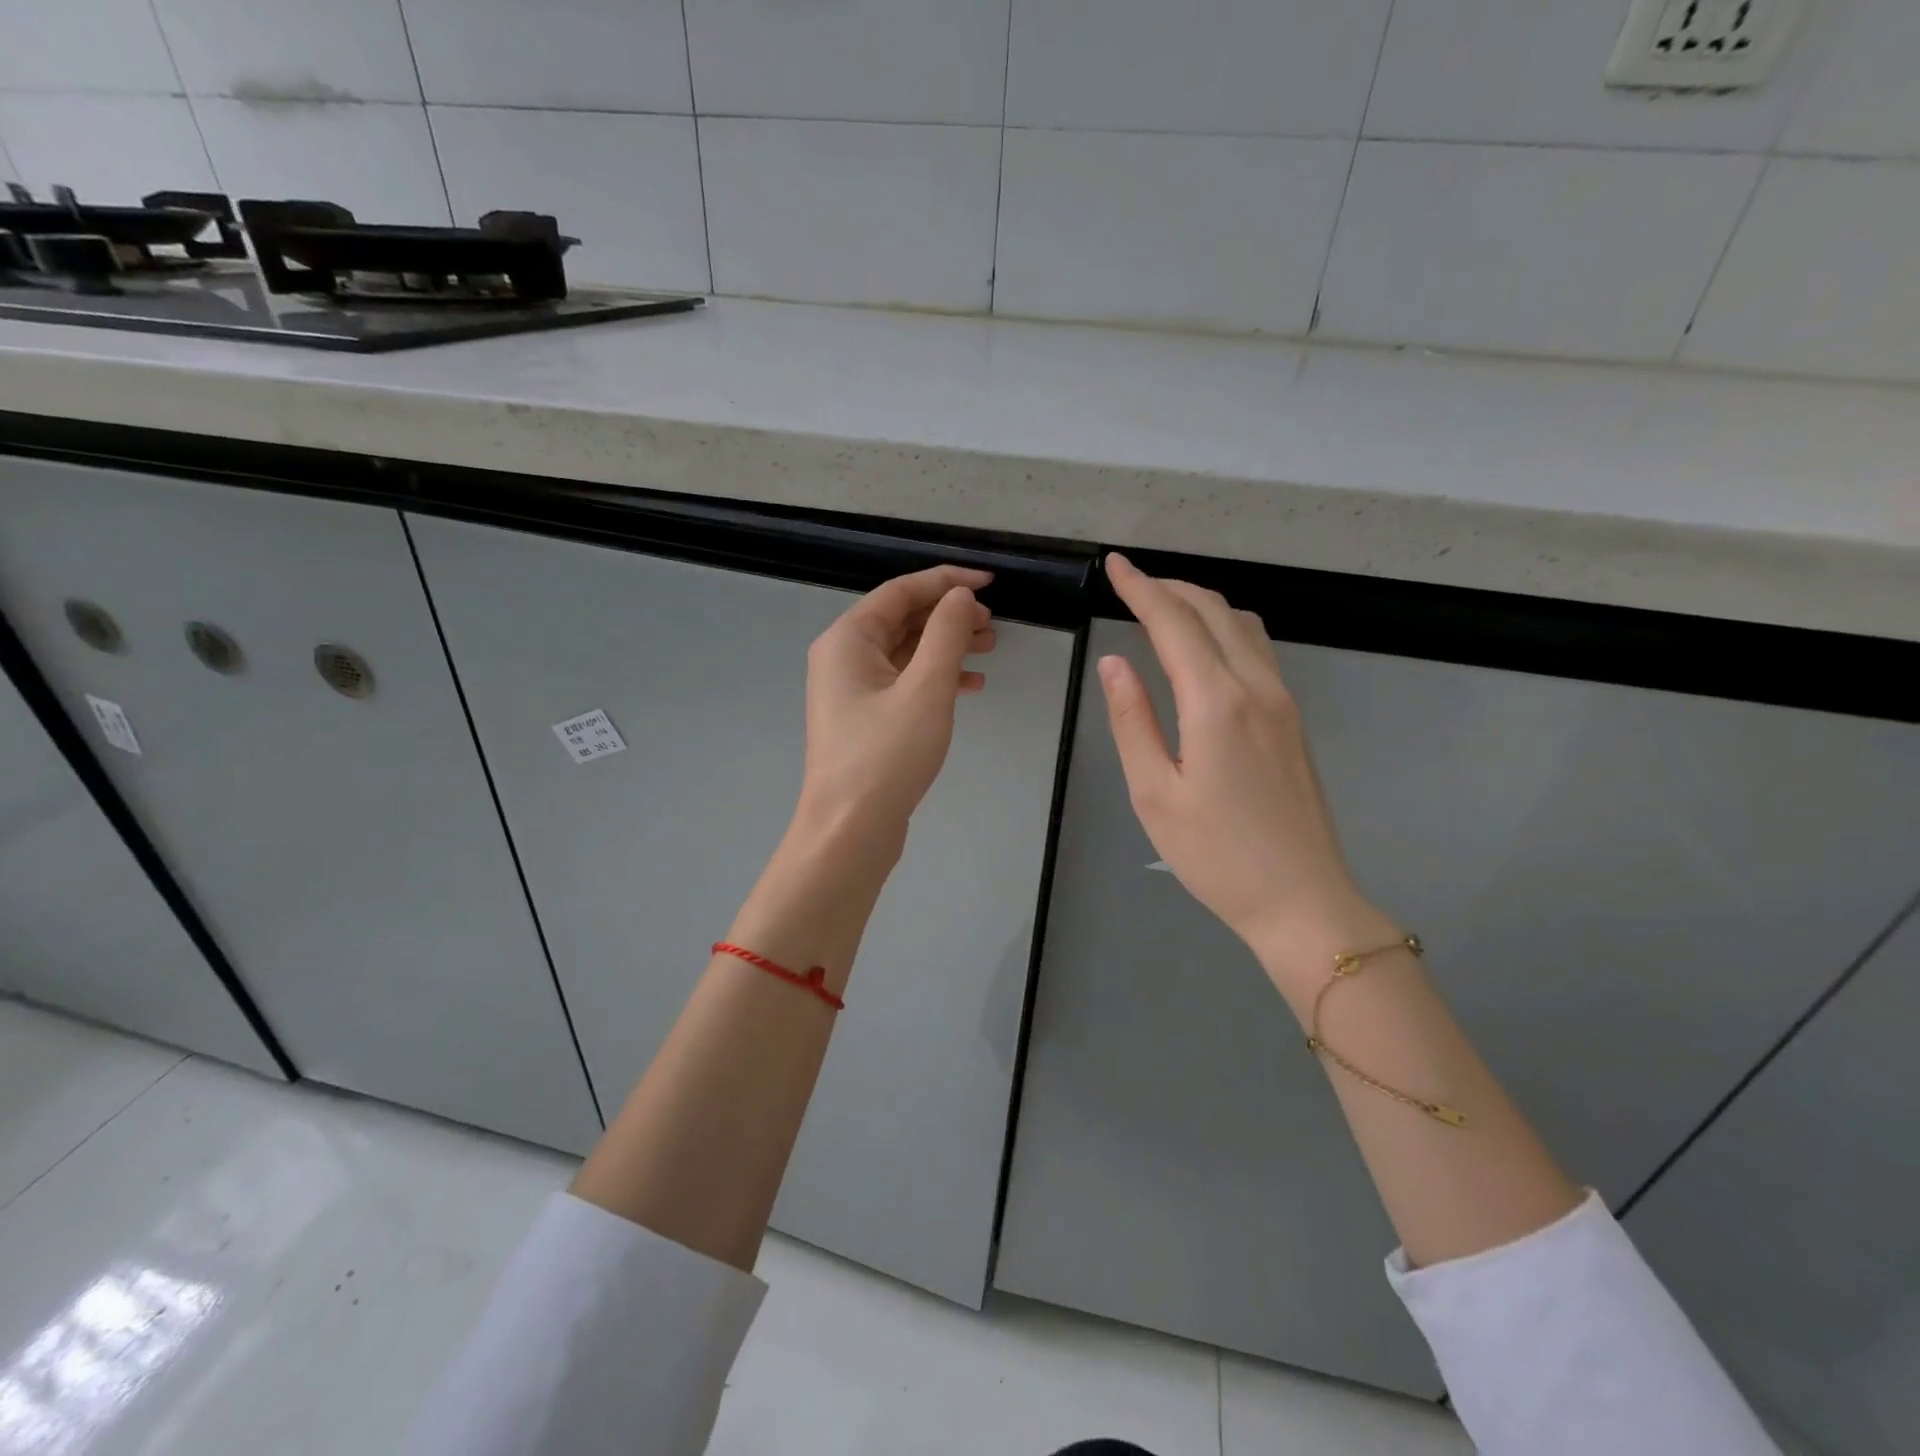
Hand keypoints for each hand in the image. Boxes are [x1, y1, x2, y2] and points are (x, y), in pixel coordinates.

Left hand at [794, 564, 995, 855]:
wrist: (849, 831)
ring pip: (906, 653)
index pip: (901, 591)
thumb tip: (960, 597)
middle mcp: (843, 658)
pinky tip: (970, 686)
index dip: (946, 581)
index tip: (990, 583)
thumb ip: (946, 634)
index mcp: (848, 639)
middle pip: (902, 619)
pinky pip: (903, 683)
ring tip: (990, 650)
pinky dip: (936, 679)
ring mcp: (852, 691)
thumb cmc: (886, 756)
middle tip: (994, 625)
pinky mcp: (865, 720)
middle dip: (949, 616)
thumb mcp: (926, 688)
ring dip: (947, 647)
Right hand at [1098, 553, 1397, 997]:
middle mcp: (1257, 687)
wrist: (1302, 900)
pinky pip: (1258, 649)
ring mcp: (1283, 701)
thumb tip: (1113, 662)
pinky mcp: (1294, 719)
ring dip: (1201, 604)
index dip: (1141, 589)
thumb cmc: (1216, 855)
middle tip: (1131, 582)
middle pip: (1214, 612)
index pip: (1173, 624)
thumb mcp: (1155, 793)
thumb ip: (1132, 720)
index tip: (1115, 565)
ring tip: (1163, 606)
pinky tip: (1206, 646)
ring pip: (1242, 625)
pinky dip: (1225, 628)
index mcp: (1216, 702)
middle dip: (1170, 588)